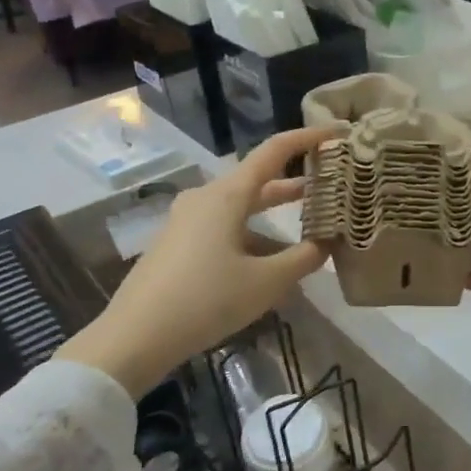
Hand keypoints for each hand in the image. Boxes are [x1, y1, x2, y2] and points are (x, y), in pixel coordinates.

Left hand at [58, 126, 335, 395]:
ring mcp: (187, 221)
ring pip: (241, 206)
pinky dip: (253, 233)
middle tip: (331, 182)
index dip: (307, 138)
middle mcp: (205, 198)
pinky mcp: (177, 243)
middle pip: (257, 180)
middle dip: (295, 181)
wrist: (134, 337)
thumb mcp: (266, 283)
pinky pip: (224, 226)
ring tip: (309, 222)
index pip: (273, 151)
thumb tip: (327, 244)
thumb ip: (303, 259)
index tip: (336, 134)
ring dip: (274, 212)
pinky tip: (270, 260)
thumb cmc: (206, 300)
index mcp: (227, 196)